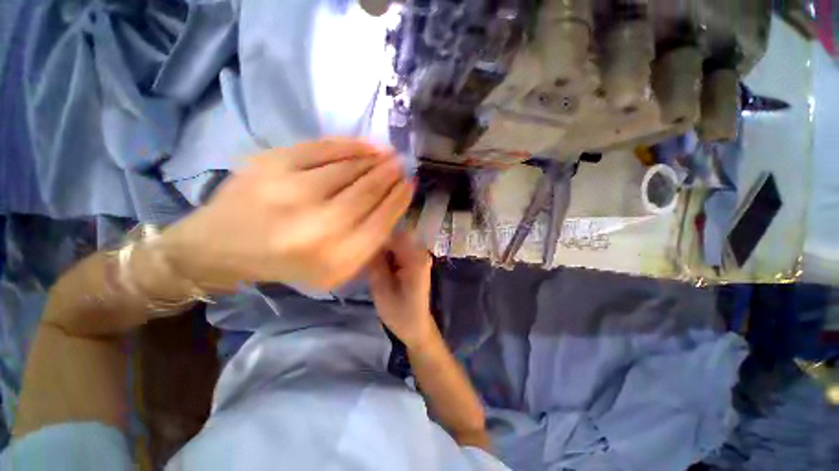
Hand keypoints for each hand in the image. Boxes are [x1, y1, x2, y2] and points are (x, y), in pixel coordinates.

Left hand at [159, 138, 414, 290]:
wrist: (222, 247)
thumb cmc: (287, 263)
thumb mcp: (335, 270)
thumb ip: (367, 245)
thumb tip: (391, 208)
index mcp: (336, 257)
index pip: (382, 221)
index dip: (399, 199)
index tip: (410, 184)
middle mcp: (319, 227)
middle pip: (368, 191)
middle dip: (391, 175)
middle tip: (402, 165)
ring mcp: (293, 192)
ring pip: (350, 168)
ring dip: (376, 159)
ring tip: (388, 155)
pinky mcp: (272, 164)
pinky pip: (324, 148)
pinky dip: (351, 144)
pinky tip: (367, 145)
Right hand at [368, 229, 435, 348]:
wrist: (416, 326)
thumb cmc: (399, 313)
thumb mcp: (381, 290)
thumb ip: (374, 263)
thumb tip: (365, 241)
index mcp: (415, 260)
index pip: (394, 236)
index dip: (376, 237)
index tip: (360, 244)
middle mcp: (421, 252)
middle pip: (396, 235)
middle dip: (379, 242)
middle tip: (364, 255)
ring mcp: (419, 255)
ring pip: (396, 241)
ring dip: (382, 248)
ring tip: (371, 262)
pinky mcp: (416, 260)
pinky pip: (399, 248)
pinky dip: (387, 253)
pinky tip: (380, 265)